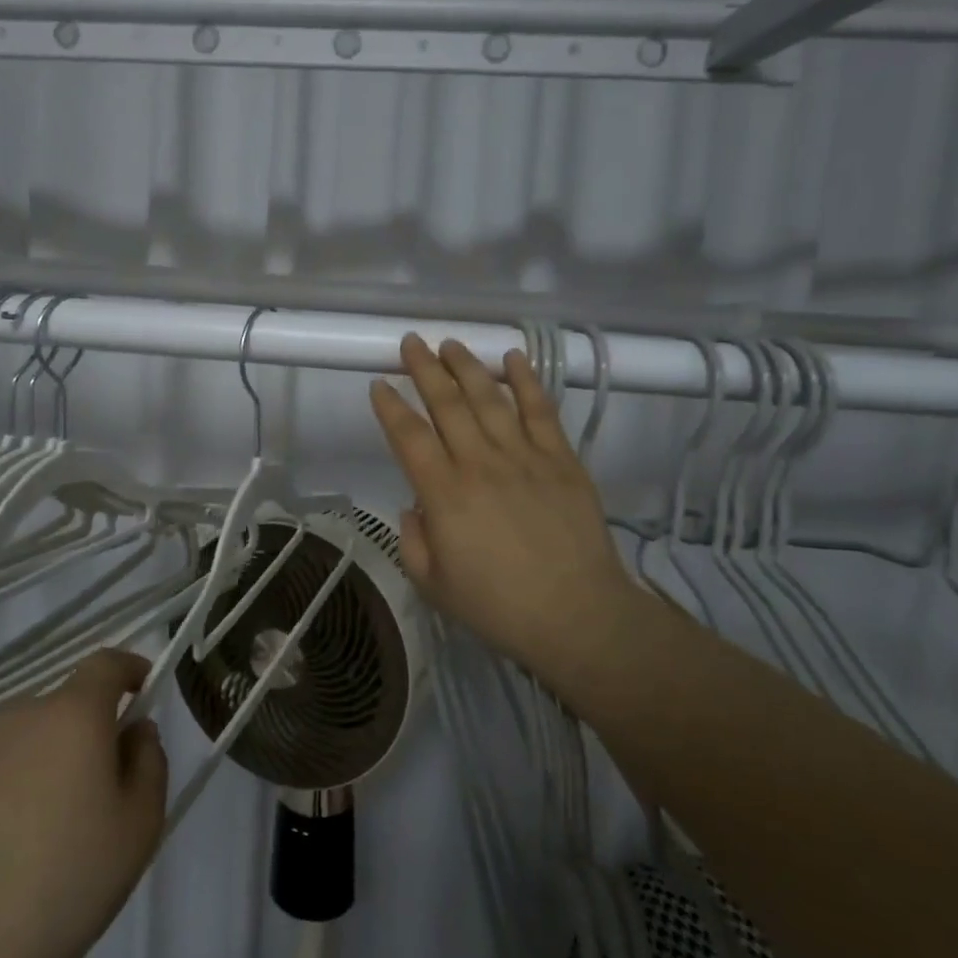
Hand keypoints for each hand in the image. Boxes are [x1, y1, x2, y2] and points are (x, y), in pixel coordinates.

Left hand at [0, 649, 166, 957]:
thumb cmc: (72, 879)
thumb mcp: (141, 821)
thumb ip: (149, 758)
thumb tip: (133, 730)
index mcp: (73, 714)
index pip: (105, 663)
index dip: (128, 668)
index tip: (142, 688)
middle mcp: (19, 717)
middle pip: (63, 704)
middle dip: (87, 728)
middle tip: (100, 784)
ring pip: (24, 738)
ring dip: (45, 759)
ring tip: (50, 823)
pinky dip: (7, 790)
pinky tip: (6, 847)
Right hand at [369, 334, 641, 683]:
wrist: (577, 615)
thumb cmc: (499, 606)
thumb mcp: (434, 584)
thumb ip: (413, 540)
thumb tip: (415, 506)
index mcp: (443, 494)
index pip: (408, 436)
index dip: (390, 407)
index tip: (379, 384)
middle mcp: (479, 463)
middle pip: (446, 404)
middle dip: (424, 369)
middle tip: (411, 343)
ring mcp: (524, 456)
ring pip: (489, 398)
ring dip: (466, 366)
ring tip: (450, 344)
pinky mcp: (561, 459)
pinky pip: (540, 410)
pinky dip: (526, 380)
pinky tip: (513, 358)